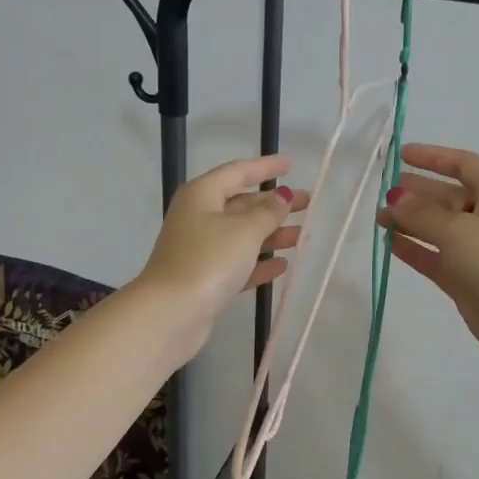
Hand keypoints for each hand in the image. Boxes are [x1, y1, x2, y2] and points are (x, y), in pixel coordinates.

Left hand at [136, 154, 308, 355]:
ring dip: (271, 234)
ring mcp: (199, 249)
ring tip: (301, 237)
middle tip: (307, 204)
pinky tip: (282, 266)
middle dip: (274, 204)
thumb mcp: (244, 230)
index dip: (265, 167)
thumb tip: (281, 197)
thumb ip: (268, 212)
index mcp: (202, 195)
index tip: (291, 165)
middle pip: (241, 204)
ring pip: (241, 235)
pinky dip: (259, 263)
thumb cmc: (208, 260)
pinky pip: (237, 263)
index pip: (238, 171)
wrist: (171, 313)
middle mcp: (198, 217)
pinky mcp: (204, 279)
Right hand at [377, 144, 478, 375]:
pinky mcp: (465, 279)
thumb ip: (420, 213)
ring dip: (410, 221)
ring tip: (379, 218)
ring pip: (438, 228)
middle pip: (448, 197)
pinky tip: (390, 243)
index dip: (435, 157)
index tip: (403, 155)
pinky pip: (434, 257)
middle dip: (418, 192)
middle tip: (385, 191)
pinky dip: (414, 248)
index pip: (464, 165)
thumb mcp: (457, 229)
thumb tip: (394, 199)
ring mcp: (476, 251)